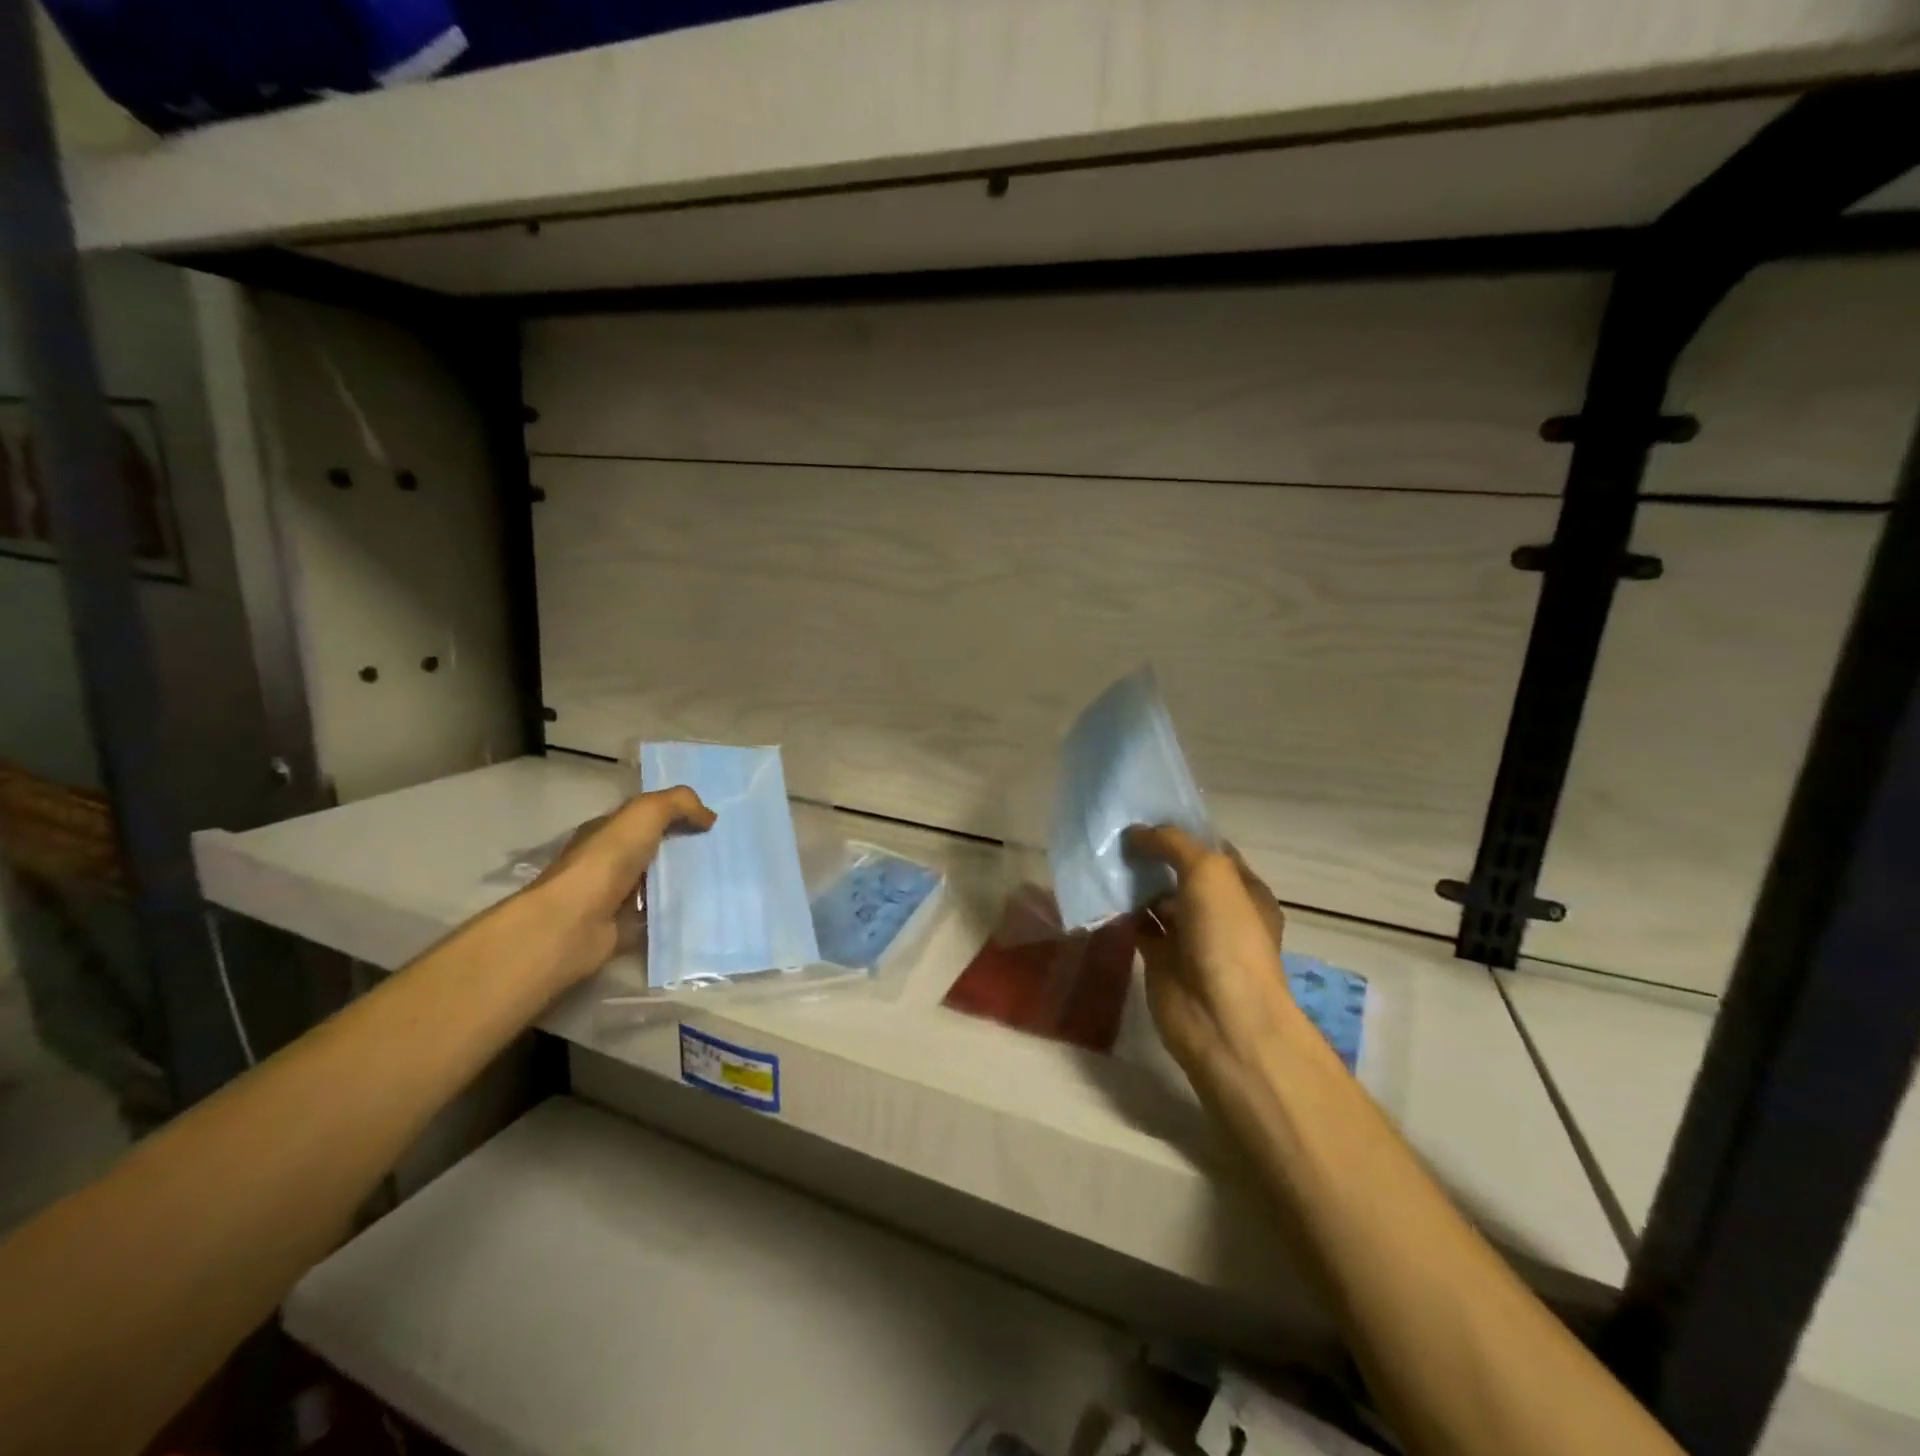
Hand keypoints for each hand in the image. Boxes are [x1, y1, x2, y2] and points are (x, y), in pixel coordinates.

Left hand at [526, 786, 714, 986]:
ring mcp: (617, 897)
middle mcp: (610, 861)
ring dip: (687, 882)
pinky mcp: (626, 928)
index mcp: (608, 832)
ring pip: (661, 884)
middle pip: (657, 850)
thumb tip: (709, 816)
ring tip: (726, 880)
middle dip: (689, 849)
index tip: (715, 822)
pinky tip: (709, 908)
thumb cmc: (605, 862)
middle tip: (728, 850)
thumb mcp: (644, 814)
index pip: (646, 817)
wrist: (572, 925)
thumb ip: (678, 803)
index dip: (678, 814)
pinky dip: (680, 913)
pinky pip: (660, 916)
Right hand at [1125, 826, 1305, 1089]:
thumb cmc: (1226, 937)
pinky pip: (1138, 926)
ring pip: (1156, 899)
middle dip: (1151, 854)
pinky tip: (1098, 893)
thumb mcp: (1209, 872)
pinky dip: (1120, 912)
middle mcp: (1218, 911)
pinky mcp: (1160, 959)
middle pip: (1179, 873)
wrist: (1220, 1017)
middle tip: (1113, 833)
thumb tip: (1136, 832)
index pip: (1210, 849)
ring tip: (1099, 857)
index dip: (1180, 831)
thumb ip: (1172, 844)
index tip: (1142, 813)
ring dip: (1133, 882)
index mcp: (1242, 889)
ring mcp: (1189, 937)